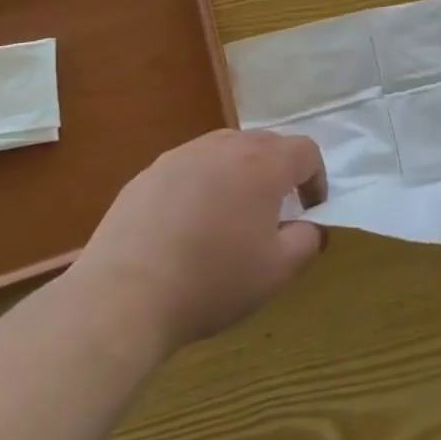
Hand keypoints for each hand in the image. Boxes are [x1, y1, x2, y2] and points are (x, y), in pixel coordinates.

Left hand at [71, 129, 326, 356]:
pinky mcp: (149, 172)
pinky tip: (187, 225)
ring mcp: (183, 155)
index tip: (310, 210)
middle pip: (266, 143)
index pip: (306, 150)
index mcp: (263, 164)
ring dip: (240, 173)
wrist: (124, 296)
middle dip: (279, 172)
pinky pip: (190, 167)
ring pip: (226, 150)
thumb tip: (310, 226)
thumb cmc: (212, 282)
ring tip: (230, 215)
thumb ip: (307, 241)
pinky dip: (202, 185)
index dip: (316, 178)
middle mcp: (225, 146)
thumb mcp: (277, 273)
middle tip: (274, 212)